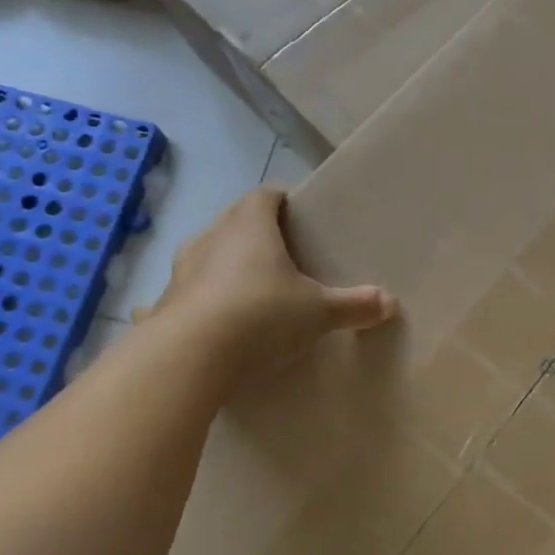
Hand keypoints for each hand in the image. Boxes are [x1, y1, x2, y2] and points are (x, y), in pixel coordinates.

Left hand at [137, 188, 397, 377]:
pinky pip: (185, 294)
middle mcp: (211, 238)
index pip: (266, 195)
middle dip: (256, 233)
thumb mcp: (318, 312)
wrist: (189, 358)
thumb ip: (354, 305)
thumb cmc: (261, 315)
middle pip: (235, 222)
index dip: (283, 201)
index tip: (299, 217)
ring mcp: (181, 271)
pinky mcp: (163, 305)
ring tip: (250, 288)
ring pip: (207, 255)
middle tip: (284, 255)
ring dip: (225, 265)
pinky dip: (198, 301)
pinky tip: (209, 322)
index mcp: (250, 225)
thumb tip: (391, 303)